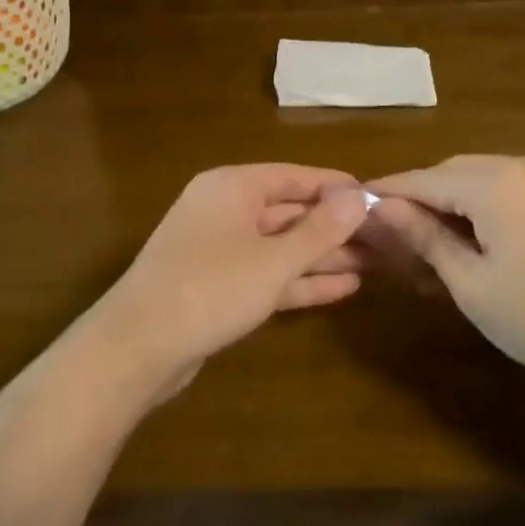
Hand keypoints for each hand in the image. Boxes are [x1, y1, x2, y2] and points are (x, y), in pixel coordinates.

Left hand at [79, 165, 370, 396]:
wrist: (137, 348)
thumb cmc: (210, 289)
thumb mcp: (273, 259)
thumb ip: (320, 229)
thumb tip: (358, 195)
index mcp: (232, 188)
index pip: (295, 177)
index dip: (337, 188)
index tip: (379, 199)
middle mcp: (225, 211)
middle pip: (290, 212)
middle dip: (336, 228)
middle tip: (387, 238)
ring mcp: (220, 251)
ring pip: (282, 247)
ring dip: (325, 257)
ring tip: (376, 263)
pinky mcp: (219, 288)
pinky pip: (268, 276)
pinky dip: (302, 281)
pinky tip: (344, 289)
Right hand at [368, 154, 524, 389]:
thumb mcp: (470, 283)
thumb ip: (424, 236)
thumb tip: (381, 207)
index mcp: (496, 181)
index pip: (424, 179)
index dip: (387, 193)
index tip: (353, 207)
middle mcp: (524, 163)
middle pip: (453, 175)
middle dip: (420, 202)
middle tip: (390, 240)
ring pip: (480, 181)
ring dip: (451, 208)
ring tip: (427, 250)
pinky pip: (508, 191)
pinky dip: (482, 211)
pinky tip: (470, 245)